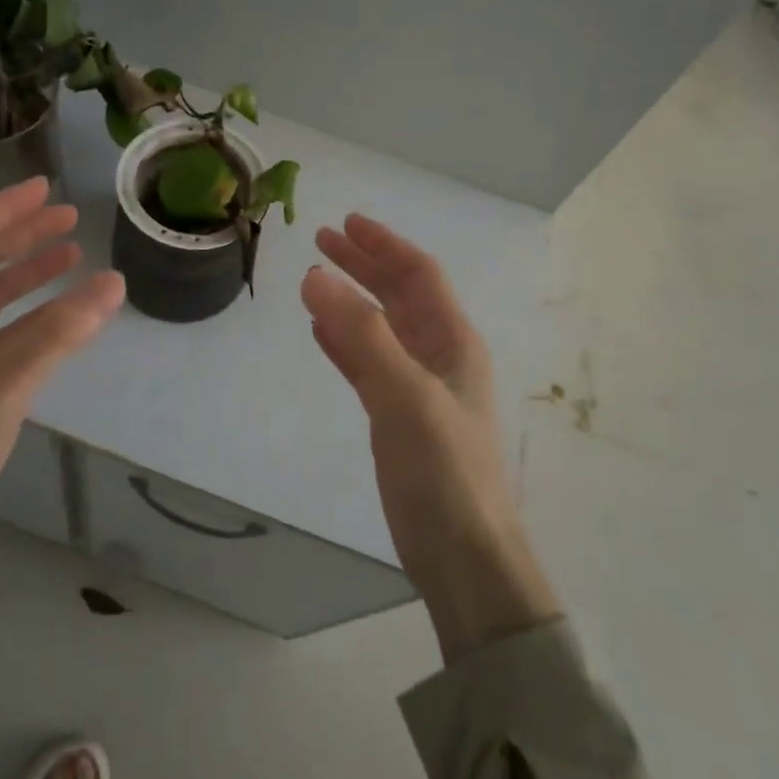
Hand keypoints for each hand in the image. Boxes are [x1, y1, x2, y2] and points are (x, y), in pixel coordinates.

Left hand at [0, 177, 124, 504]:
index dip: (5, 209)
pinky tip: (61, 308)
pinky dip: (28, 310)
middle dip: (21, 234)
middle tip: (69, 216)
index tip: (45, 189)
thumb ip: (60, 331)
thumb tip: (115, 282)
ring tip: (73, 253)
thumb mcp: (5, 383)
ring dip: (27, 270)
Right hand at [303, 214, 559, 661]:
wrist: (463, 556)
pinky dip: (345, 342)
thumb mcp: (404, 394)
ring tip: (315, 279)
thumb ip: (361, 334)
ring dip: (352, 300)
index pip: (419, 275)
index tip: (347, 223)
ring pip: (381, 327)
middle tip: (323, 241)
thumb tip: (315, 275)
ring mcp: (418, 387)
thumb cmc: (444, 469)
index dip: (385, 245)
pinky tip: (321, 333)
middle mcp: (439, 355)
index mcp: (454, 342)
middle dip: (364, 265)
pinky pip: (367, 363)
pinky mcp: (398, 416)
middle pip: (399, 295)